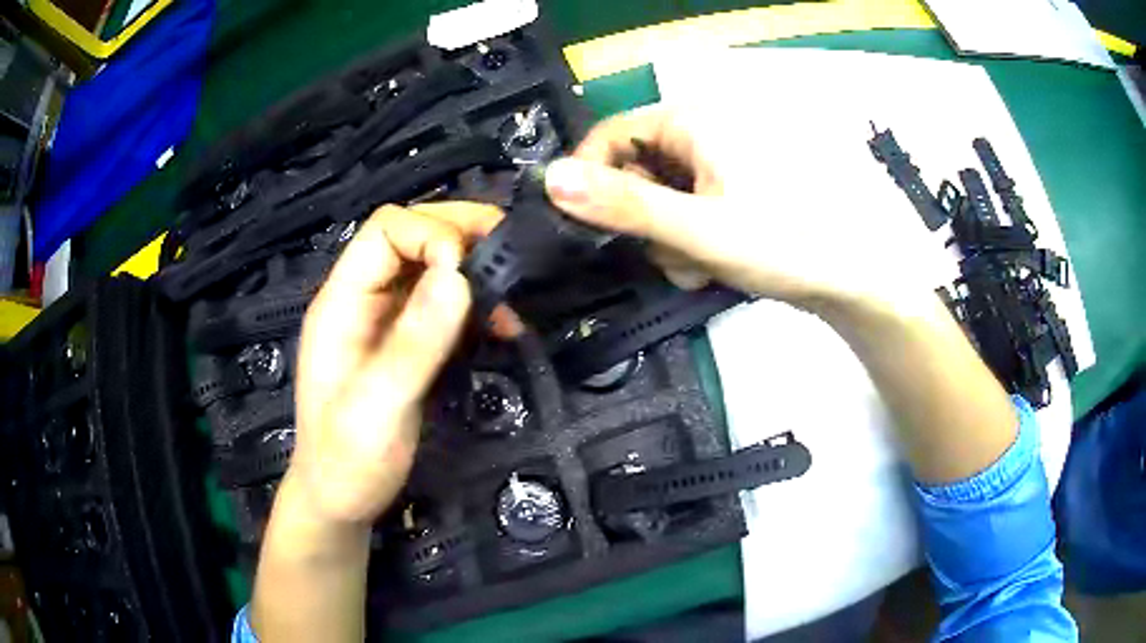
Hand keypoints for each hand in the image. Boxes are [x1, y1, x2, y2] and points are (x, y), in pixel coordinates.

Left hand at [289, 202, 502, 526]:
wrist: (342, 499)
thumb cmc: (348, 460)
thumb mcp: (378, 407)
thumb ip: (414, 343)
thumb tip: (459, 276)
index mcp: (342, 302)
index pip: (386, 231)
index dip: (431, 234)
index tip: (470, 271)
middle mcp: (364, 298)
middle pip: (411, 235)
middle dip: (461, 234)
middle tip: (511, 252)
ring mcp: (386, 319)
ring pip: (432, 265)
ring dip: (474, 268)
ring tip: (512, 295)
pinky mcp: (408, 341)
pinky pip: (444, 302)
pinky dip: (476, 303)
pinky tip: (500, 325)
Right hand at [543, 105, 943, 314]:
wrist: (856, 277)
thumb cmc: (786, 244)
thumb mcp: (698, 230)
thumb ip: (623, 205)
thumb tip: (549, 179)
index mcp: (693, 119)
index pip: (611, 135)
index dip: (590, 181)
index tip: (589, 229)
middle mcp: (705, 129)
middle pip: (636, 169)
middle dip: (644, 220)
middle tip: (670, 255)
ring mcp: (723, 159)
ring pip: (662, 195)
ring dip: (669, 236)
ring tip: (702, 265)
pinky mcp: (737, 186)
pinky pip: (690, 205)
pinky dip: (692, 236)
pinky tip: (714, 261)